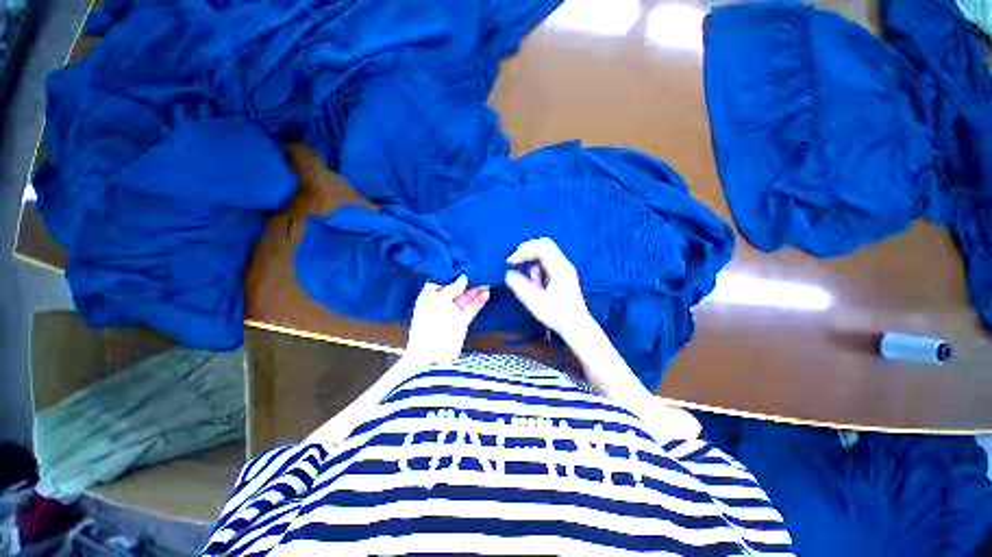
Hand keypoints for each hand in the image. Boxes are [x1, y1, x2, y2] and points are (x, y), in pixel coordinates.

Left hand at [405, 276, 488, 364]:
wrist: (430, 357)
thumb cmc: (427, 327)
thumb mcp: (437, 303)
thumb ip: (452, 290)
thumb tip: (464, 277)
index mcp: (429, 296)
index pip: (441, 280)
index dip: (451, 273)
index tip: (463, 264)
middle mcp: (441, 302)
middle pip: (456, 287)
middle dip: (468, 280)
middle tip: (479, 271)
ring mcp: (452, 312)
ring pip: (466, 297)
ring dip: (476, 290)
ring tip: (487, 280)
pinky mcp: (462, 321)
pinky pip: (472, 308)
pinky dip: (479, 301)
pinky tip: (486, 293)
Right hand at [504, 238, 594, 337]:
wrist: (576, 326)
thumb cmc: (557, 315)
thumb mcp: (535, 302)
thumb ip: (521, 287)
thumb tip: (508, 274)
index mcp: (559, 268)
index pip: (541, 247)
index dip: (523, 250)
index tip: (510, 261)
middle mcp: (564, 265)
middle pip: (544, 245)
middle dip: (527, 251)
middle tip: (515, 262)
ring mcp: (565, 269)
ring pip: (546, 253)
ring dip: (532, 262)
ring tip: (531, 281)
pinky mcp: (563, 274)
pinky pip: (548, 262)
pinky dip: (538, 268)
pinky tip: (537, 283)